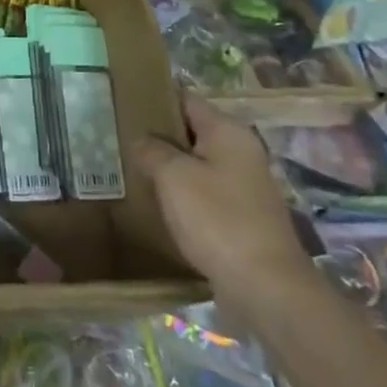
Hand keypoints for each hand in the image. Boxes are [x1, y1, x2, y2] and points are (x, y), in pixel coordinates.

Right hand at [138, 96, 312, 313]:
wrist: (266, 287)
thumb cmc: (218, 219)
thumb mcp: (173, 176)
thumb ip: (152, 150)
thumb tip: (142, 141)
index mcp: (228, 132)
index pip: (185, 99)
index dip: (154, 99)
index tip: (122, 103)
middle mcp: (241, 152)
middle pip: (191, 131)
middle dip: (158, 136)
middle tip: (120, 139)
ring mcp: (245, 186)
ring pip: (196, 164)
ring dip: (168, 167)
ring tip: (132, 169)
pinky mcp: (242, 216)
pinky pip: (204, 192)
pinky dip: (182, 194)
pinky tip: (157, 203)